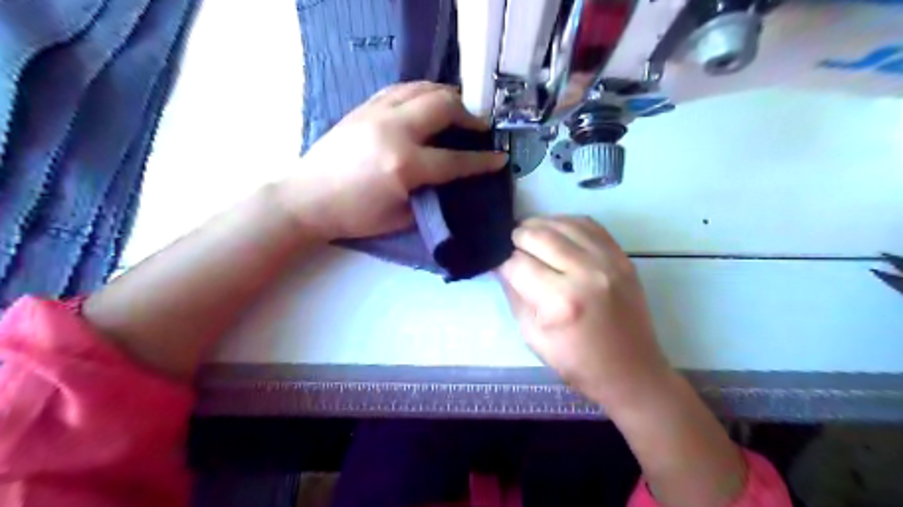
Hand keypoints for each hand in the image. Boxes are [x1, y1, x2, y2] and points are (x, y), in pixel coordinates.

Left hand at [280, 82, 507, 238]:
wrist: (307, 199)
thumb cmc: (354, 216)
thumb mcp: (400, 218)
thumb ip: (430, 196)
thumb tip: (450, 181)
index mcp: (405, 165)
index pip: (456, 159)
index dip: (483, 161)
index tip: (501, 157)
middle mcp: (394, 130)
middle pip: (443, 105)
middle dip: (469, 115)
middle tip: (478, 128)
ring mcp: (376, 113)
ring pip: (422, 88)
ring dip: (447, 96)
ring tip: (457, 111)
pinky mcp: (363, 108)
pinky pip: (400, 89)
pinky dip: (421, 92)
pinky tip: (425, 103)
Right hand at [496, 215, 673, 406]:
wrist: (631, 371)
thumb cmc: (577, 363)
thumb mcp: (533, 337)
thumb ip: (514, 295)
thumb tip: (501, 266)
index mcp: (561, 301)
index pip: (518, 264)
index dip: (503, 263)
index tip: (500, 267)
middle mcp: (585, 273)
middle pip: (539, 236)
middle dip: (517, 238)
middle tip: (511, 247)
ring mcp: (608, 261)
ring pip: (562, 223)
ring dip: (539, 225)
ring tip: (529, 236)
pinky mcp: (622, 257)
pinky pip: (589, 224)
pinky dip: (566, 223)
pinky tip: (556, 233)